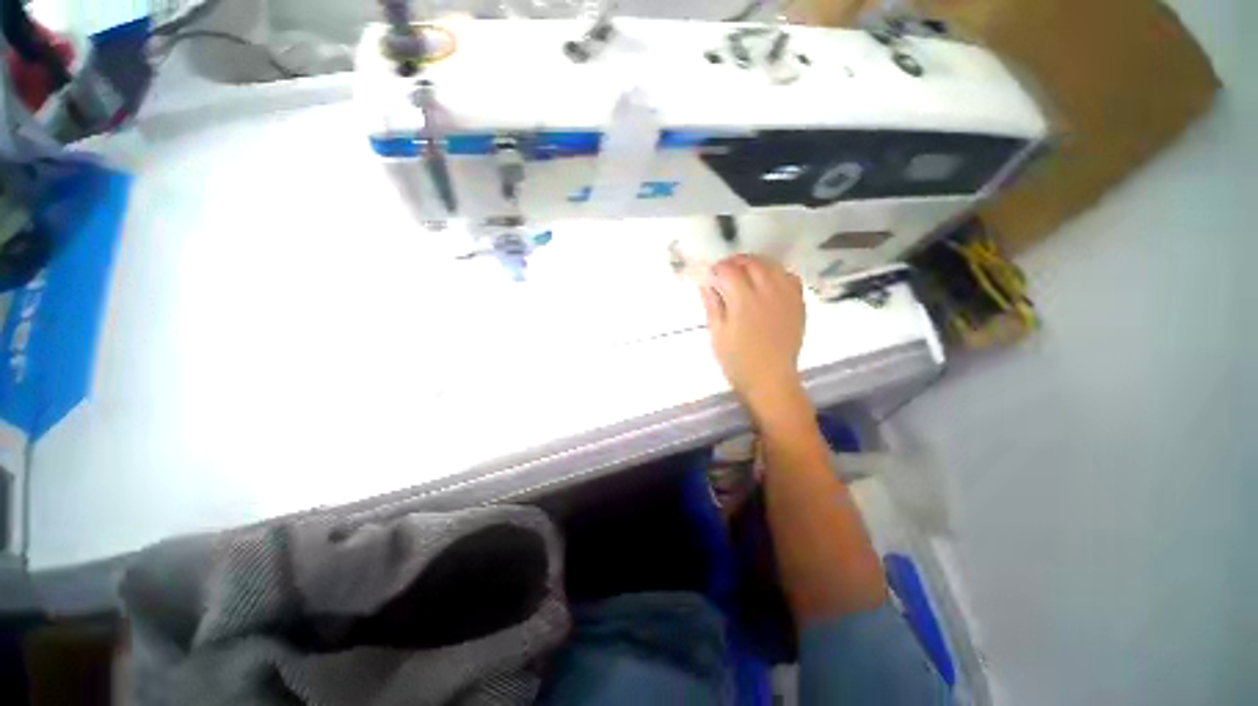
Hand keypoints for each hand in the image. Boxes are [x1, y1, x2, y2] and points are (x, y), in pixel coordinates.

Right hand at [700, 255, 805, 412]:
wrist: (770, 379)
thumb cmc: (737, 361)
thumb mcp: (717, 334)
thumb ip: (712, 305)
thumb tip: (705, 283)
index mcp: (743, 300)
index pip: (729, 270)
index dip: (717, 269)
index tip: (710, 276)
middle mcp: (767, 292)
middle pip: (751, 263)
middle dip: (735, 262)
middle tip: (725, 272)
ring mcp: (786, 296)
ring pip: (772, 266)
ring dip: (755, 264)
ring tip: (745, 274)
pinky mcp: (798, 304)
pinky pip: (790, 277)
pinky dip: (776, 273)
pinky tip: (768, 283)